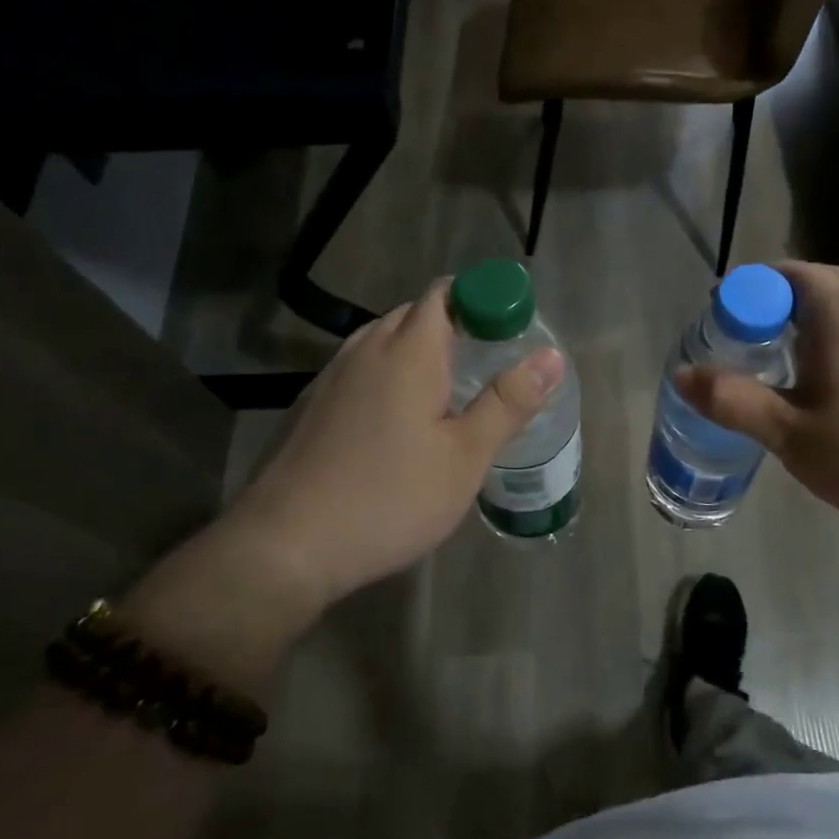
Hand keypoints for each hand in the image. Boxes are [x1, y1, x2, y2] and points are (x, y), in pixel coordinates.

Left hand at [126, 280, 562, 680]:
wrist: (287, 545)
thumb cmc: (390, 498)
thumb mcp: (465, 457)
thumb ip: (508, 403)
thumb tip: (551, 356)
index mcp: (408, 352)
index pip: (445, 294)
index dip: (481, 298)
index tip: (509, 328)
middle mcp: (366, 350)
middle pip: (414, 315)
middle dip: (455, 325)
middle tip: (489, 364)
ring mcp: (332, 377)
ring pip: (383, 341)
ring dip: (419, 351)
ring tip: (449, 391)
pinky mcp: (312, 406)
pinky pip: (361, 369)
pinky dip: (389, 375)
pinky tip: (399, 420)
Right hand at [677, 262, 838, 556]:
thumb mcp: (791, 436)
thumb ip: (732, 400)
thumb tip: (682, 374)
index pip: (780, 275)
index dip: (745, 297)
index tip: (728, 332)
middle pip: (818, 284)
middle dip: (779, 310)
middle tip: (757, 355)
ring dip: (821, 325)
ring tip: (804, 374)